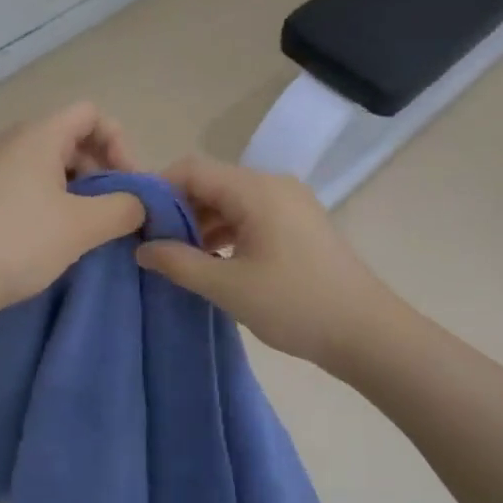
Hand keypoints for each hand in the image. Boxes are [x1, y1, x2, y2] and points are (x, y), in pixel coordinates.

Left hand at [0, 103, 145, 325]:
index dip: (119, 143)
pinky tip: (55, 240)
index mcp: (38, 135)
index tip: (128, 186)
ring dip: (78, 192)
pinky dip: (51, 204)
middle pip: (72, 138)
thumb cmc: (16, 242)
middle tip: (114, 214)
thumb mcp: (82, 226)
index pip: (91, 113)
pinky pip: (27, 186)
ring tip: (88, 232)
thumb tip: (140, 202)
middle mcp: (12, 141)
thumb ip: (124, 207)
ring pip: (50, 166)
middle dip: (102, 171)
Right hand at [135, 155, 399, 369]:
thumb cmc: (295, 305)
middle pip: (212, 182)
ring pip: (231, 200)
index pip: (192, 169)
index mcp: (256, 190)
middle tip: (153, 244)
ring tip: (179, 258)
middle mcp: (273, 184)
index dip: (158, 189)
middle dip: (178, 209)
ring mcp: (290, 202)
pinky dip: (227, 230)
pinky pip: (251, 214)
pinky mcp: (299, 222)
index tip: (135, 219)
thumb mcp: (228, 287)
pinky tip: (213, 261)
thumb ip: (179, 263)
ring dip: (202, 223)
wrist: (367, 333)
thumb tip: (142, 248)